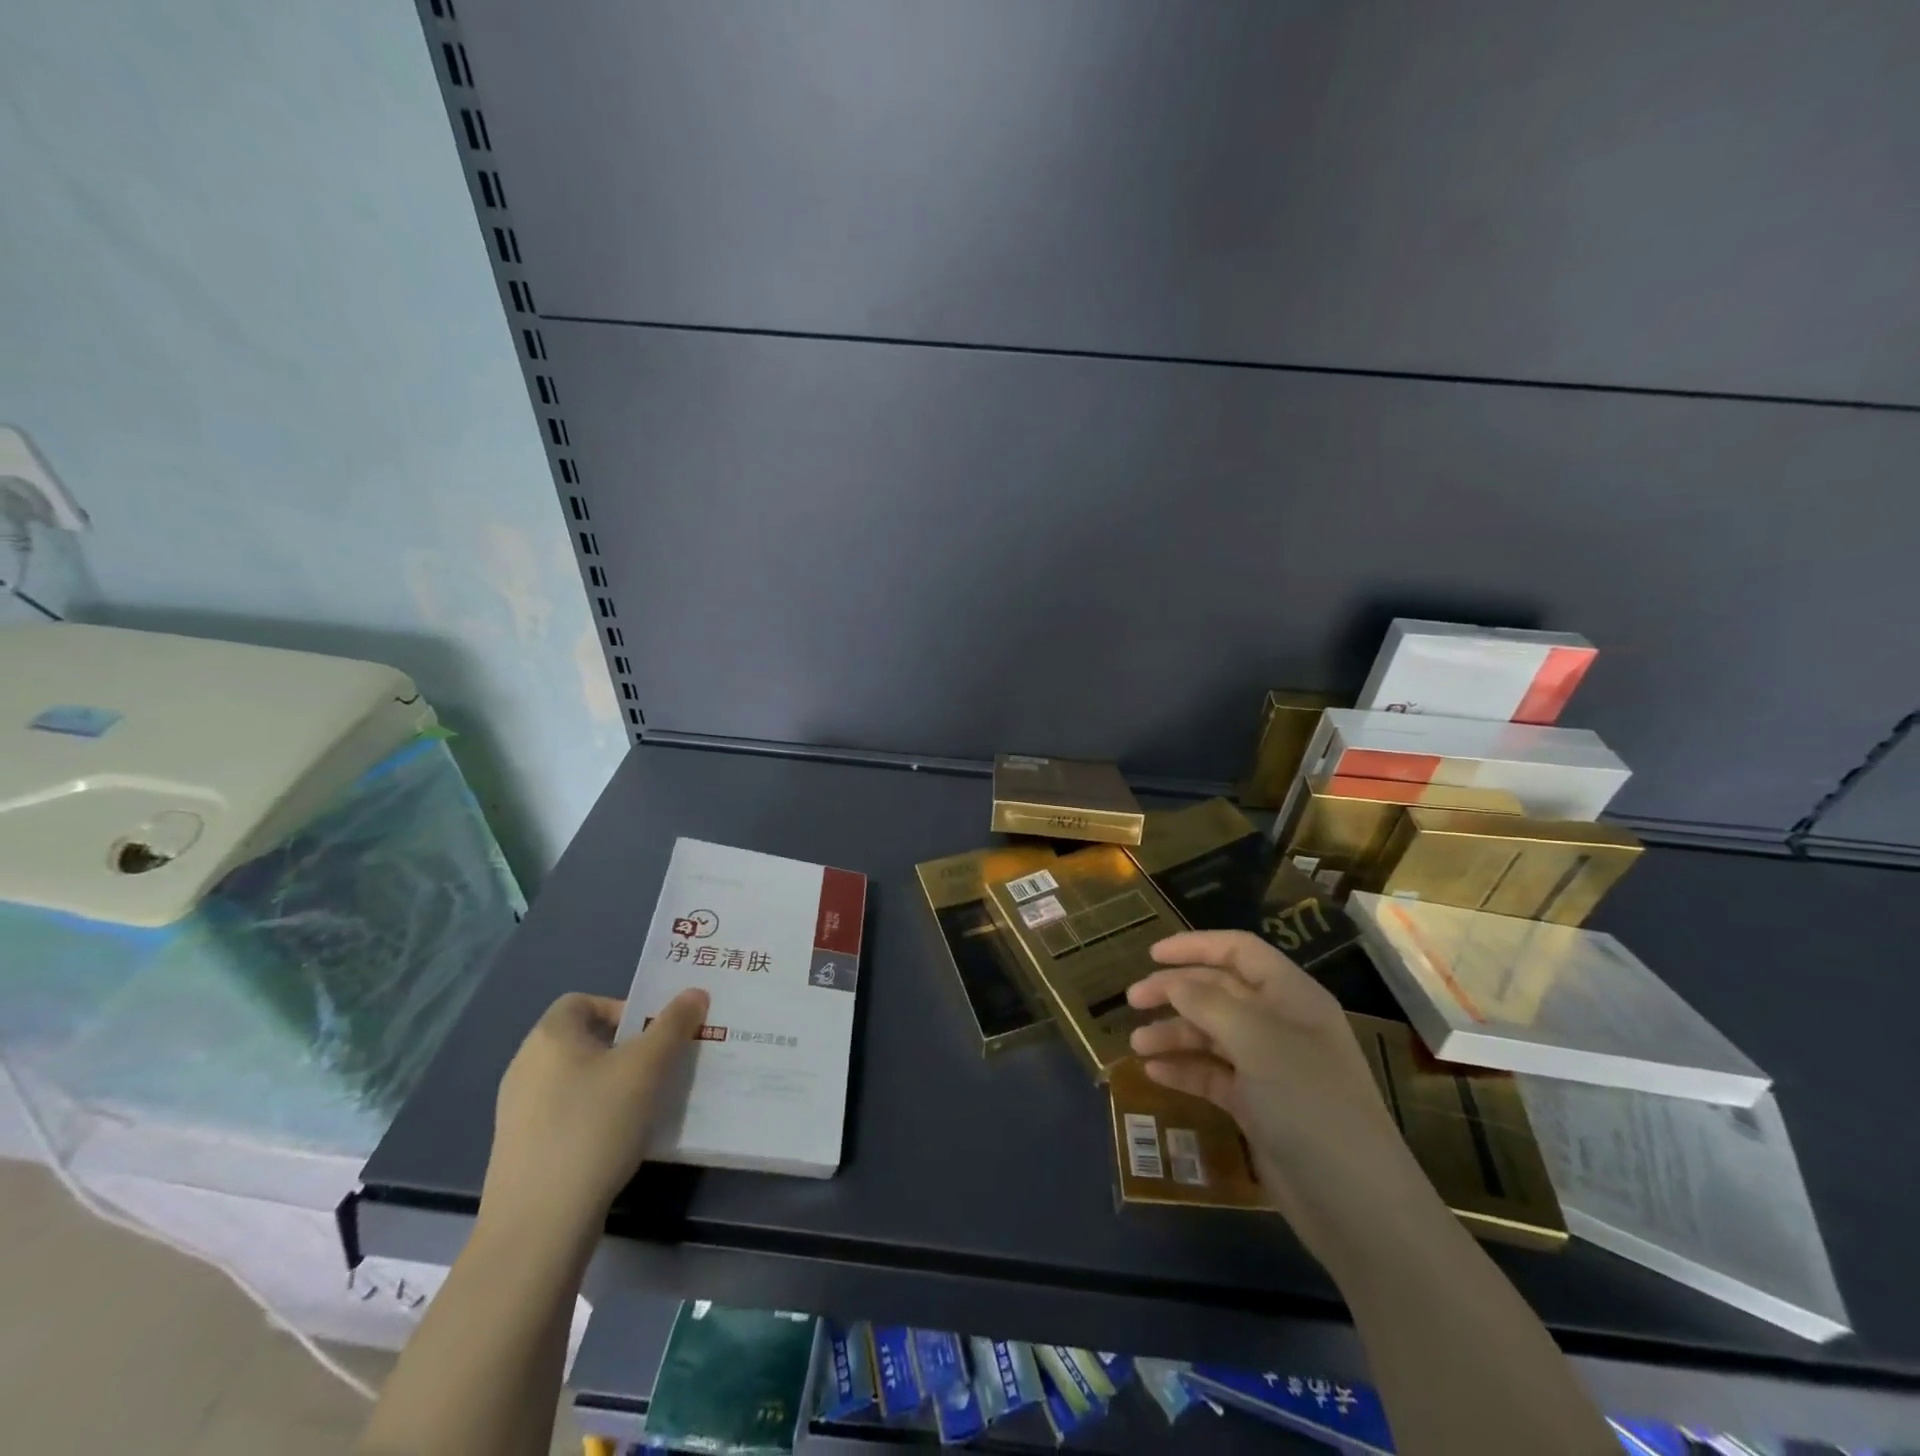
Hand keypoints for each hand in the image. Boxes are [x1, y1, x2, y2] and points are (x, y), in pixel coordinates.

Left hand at [479, 989, 708, 1241]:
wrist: (538, 1226)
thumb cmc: (594, 1126)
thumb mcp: (647, 1067)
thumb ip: (673, 1024)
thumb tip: (694, 992)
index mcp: (548, 1037)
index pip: (583, 1001)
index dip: (622, 1008)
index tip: (653, 1034)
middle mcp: (525, 1066)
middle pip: (584, 1040)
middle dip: (627, 1048)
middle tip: (662, 1066)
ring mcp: (518, 1112)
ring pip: (577, 1080)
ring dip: (613, 1084)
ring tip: (647, 1105)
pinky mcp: (521, 1150)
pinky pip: (566, 1115)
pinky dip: (594, 1117)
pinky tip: (619, 1142)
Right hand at [1127, 931, 1436, 1259]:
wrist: (1357, 1207)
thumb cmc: (1310, 1105)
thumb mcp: (1257, 1042)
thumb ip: (1209, 1004)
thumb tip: (1173, 982)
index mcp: (1291, 997)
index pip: (1239, 951)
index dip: (1195, 946)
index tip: (1151, 954)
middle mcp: (1280, 1025)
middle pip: (1219, 991)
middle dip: (1175, 991)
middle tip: (1132, 1000)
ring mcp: (1270, 1067)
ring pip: (1211, 1034)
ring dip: (1173, 1033)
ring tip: (1137, 1044)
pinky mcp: (1258, 1106)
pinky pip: (1213, 1074)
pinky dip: (1184, 1069)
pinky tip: (1155, 1073)